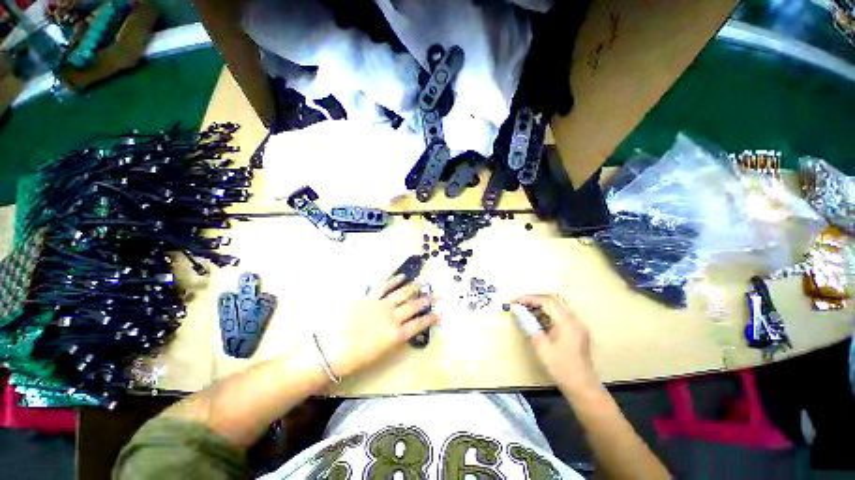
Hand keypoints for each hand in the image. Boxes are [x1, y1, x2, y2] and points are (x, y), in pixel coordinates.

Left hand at [317, 274, 438, 378]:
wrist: (330, 351)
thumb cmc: (355, 359)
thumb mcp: (380, 353)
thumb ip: (394, 338)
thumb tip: (402, 329)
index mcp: (395, 334)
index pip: (418, 325)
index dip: (430, 319)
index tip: (439, 314)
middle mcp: (392, 317)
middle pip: (413, 306)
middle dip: (426, 301)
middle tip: (435, 295)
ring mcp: (380, 305)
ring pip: (401, 293)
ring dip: (412, 288)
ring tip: (421, 283)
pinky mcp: (368, 297)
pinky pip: (383, 286)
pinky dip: (393, 280)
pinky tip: (400, 276)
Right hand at [513, 294, 599, 394]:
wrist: (583, 388)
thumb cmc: (561, 368)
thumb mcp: (541, 346)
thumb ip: (528, 325)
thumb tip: (516, 310)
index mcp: (566, 322)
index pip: (546, 301)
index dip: (529, 299)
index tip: (515, 302)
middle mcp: (574, 320)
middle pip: (553, 300)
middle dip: (535, 300)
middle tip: (520, 304)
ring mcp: (577, 325)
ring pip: (557, 307)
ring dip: (541, 306)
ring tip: (526, 311)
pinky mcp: (576, 332)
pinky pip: (560, 315)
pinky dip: (547, 314)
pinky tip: (538, 321)